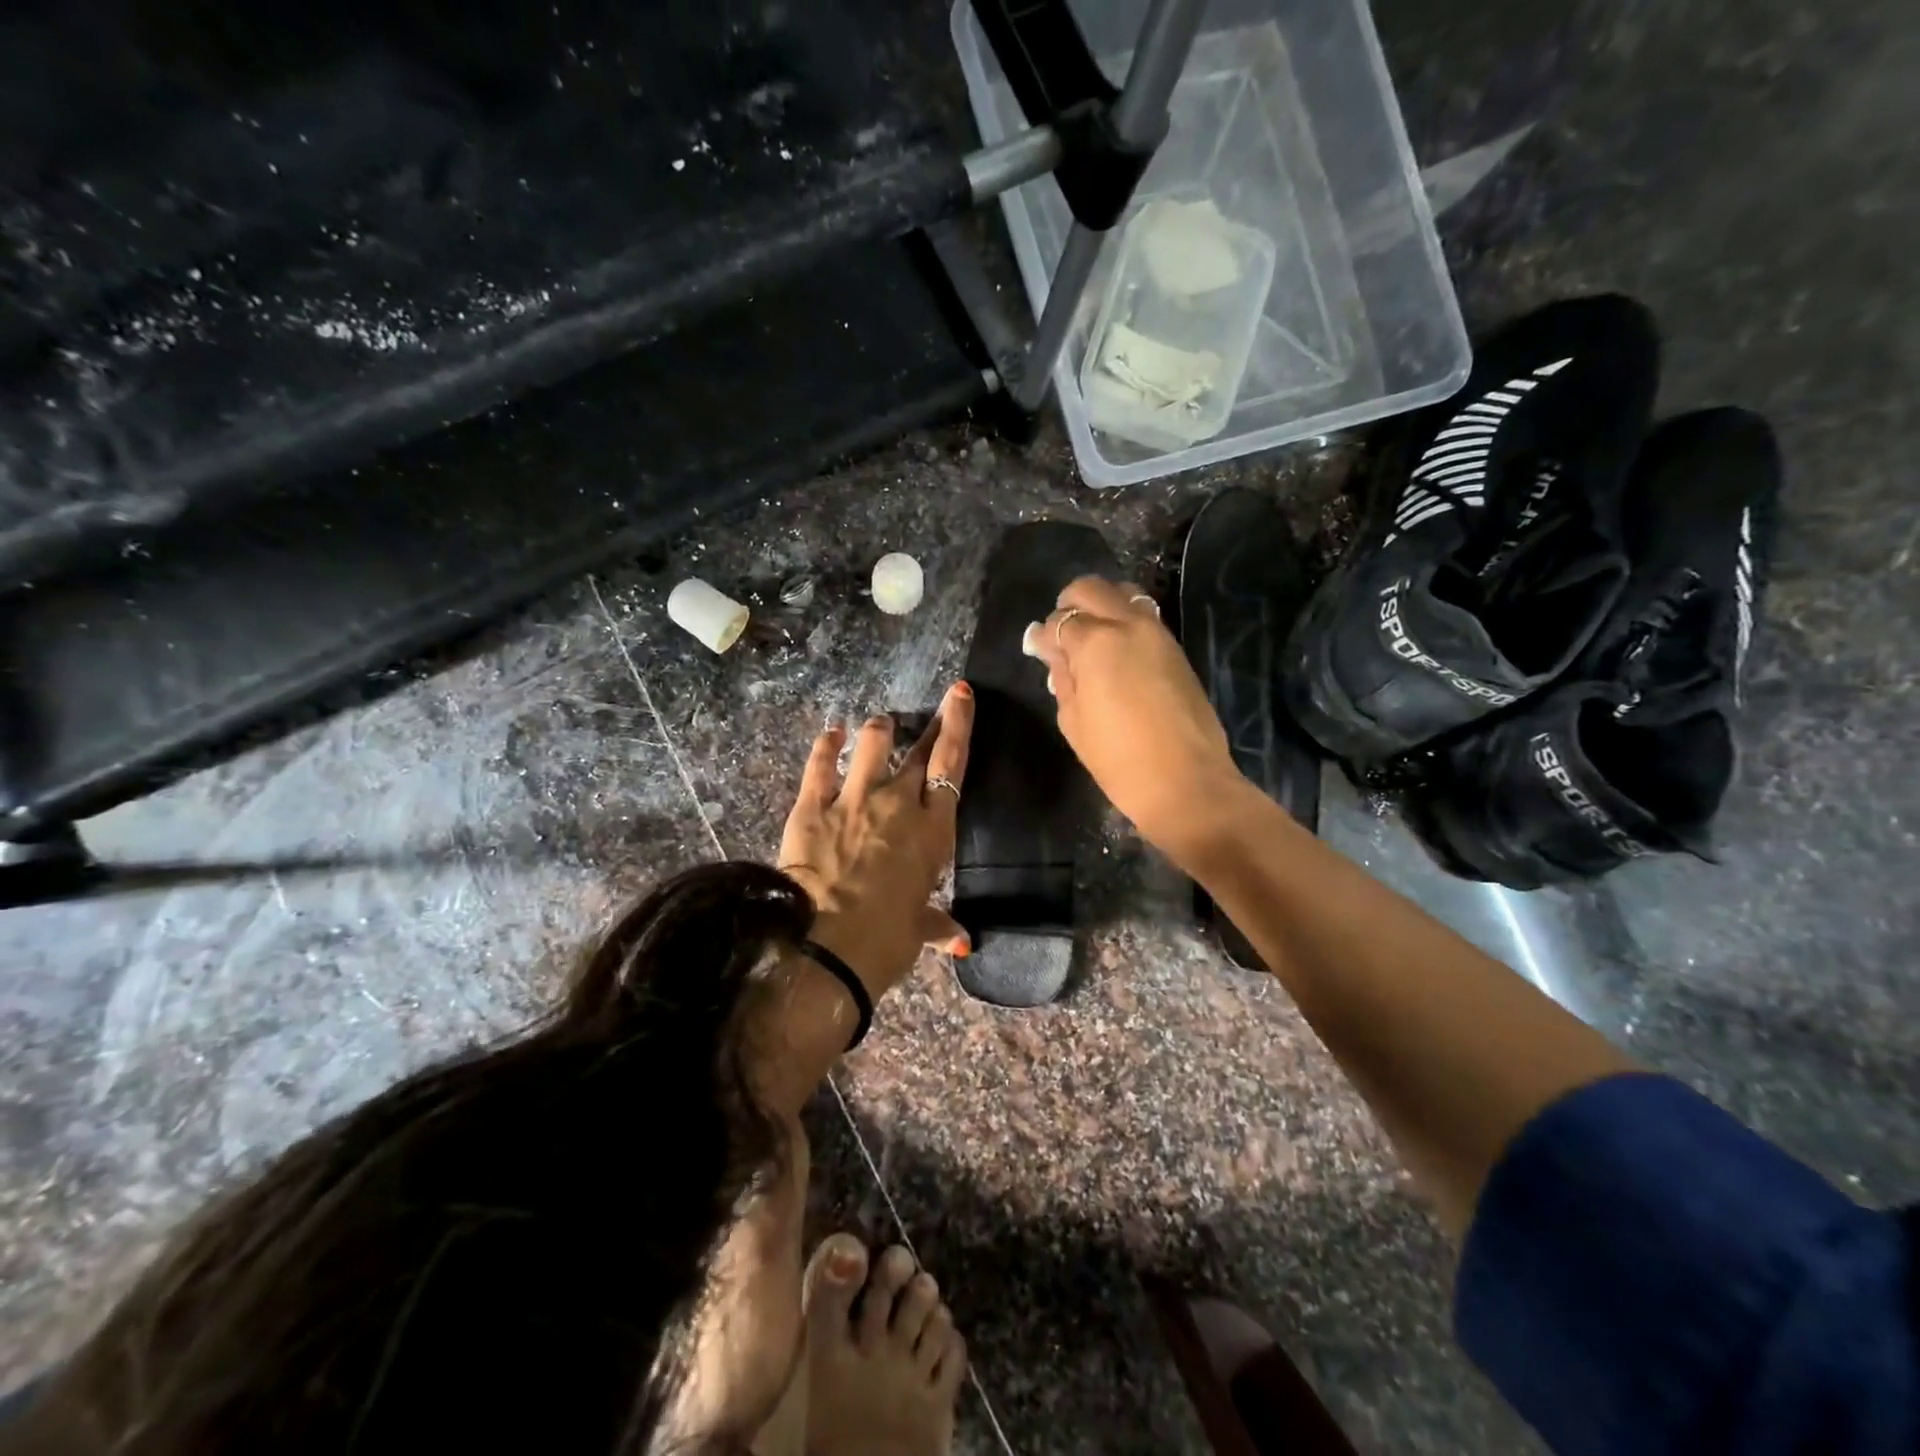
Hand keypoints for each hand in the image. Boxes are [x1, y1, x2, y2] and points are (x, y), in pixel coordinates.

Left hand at [777, 681, 973, 999]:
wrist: (828, 946)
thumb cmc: (887, 939)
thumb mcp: (917, 929)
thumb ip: (938, 924)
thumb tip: (962, 941)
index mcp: (933, 829)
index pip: (951, 764)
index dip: (958, 725)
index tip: (961, 693)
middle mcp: (898, 803)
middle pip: (918, 751)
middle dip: (931, 726)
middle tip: (938, 707)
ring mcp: (854, 799)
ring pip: (872, 746)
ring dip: (880, 732)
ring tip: (881, 726)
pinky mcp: (812, 806)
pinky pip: (820, 765)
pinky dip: (826, 746)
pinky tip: (831, 734)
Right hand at [1027, 577, 1244, 855]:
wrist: (1186, 782)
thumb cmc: (1119, 759)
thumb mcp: (1074, 721)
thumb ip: (1063, 678)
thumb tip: (1055, 654)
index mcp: (1097, 642)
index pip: (1059, 622)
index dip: (1043, 637)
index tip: (1037, 650)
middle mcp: (1129, 625)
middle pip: (1092, 589)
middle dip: (1069, 605)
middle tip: (1061, 635)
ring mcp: (1158, 634)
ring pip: (1124, 595)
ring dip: (1102, 607)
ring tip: (1091, 640)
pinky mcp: (1177, 650)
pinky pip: (1144, 618)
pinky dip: (1125, 623)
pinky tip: (1116, 654)